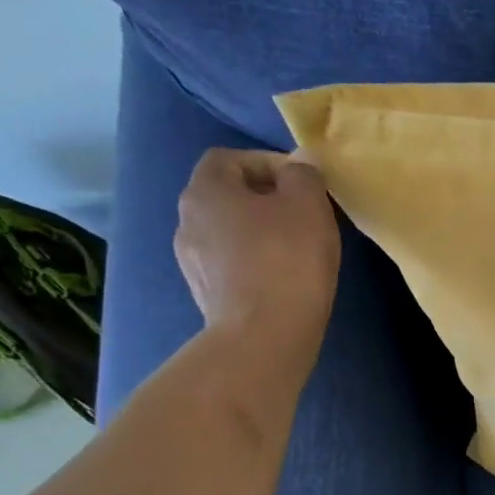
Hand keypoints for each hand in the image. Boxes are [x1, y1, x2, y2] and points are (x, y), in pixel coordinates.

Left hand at [175, 149, 341, 377]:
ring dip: (260, 234)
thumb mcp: (308, 206)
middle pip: (227, 196)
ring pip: (229, 232)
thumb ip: (304, 176)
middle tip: (305, 216)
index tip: (303, 183)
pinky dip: (255, 263)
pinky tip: (283, 279)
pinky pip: (232, 265)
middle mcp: (187, 221)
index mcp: (205, 191)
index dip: (267, 163)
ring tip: (297, 251)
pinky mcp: (207, 294)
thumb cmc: (287, 260)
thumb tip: (300, 162)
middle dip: (266, 200)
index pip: (229, 158)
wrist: (264, 336)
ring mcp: (192, 261)